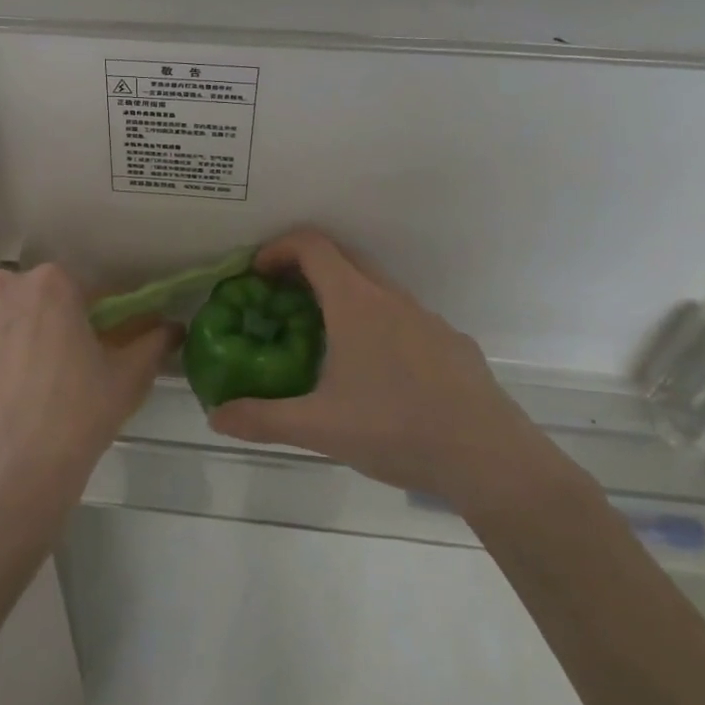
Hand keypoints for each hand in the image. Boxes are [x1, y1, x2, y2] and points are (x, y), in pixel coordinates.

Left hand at [0, 264, 175, 534]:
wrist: (2, 471)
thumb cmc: (74, 417)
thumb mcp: (127, 379)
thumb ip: (152, 342)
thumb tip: (171, 326)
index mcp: (52, 283)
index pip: (76, 290)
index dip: (84, 319)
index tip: (85, 350)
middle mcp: (2, 283)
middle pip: (27, 298)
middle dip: (37, 324)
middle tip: (47, 371)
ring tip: (7, 386)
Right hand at [208, 231, 571, 512]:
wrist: (490, 458)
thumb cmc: (396, 428)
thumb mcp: (318, 427)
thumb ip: (262, 419)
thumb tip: (215, 415)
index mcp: (356, 303)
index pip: (312, 246)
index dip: (278, 248)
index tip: (256, 274)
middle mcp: (391, 298)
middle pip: (342, 258)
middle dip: (305, 269)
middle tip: (280, 303)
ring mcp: (426, 318)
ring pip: (375, 288)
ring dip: (342, 297)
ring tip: (323, 340)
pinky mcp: (450, 343)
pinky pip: (403, 317)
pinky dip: (376, 323)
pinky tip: (376, 373)